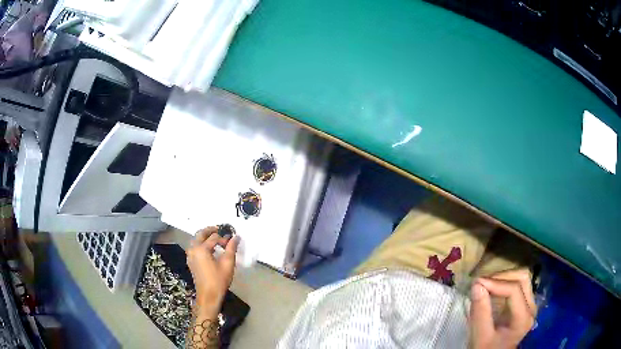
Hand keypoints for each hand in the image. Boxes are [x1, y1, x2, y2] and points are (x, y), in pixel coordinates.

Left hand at [186, 227, 238, 316]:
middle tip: (221, 230)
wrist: (208, 296)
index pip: (214, 237)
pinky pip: (194, 247)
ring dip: (205, 237)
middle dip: (211, 231)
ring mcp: (190, 255)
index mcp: (201, 249)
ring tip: (216, 239)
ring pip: (196, 239)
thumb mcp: (228, 263)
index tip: (232, 240)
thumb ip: (231, 248)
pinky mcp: (190, 261)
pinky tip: (210, 249)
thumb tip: (236, 237)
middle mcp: (193, 249)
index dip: (224, 237)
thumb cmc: (219, 280)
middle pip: (200, 234)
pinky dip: (201, 243)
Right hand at [470, 269, 536, 348]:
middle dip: (501, 276)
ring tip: (486, 284)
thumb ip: (480, 313)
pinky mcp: (524, 303)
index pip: (514, 290)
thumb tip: (476, 285)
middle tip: (481, 283)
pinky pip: (518, 284)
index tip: (476, 283)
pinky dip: (504, 282)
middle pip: (522, 278)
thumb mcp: (480, 337)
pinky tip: (492, 289)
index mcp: (523, 318)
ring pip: (522, 278)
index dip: (495, 283)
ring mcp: (529, 304)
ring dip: (504, 277)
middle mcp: (531, 307)